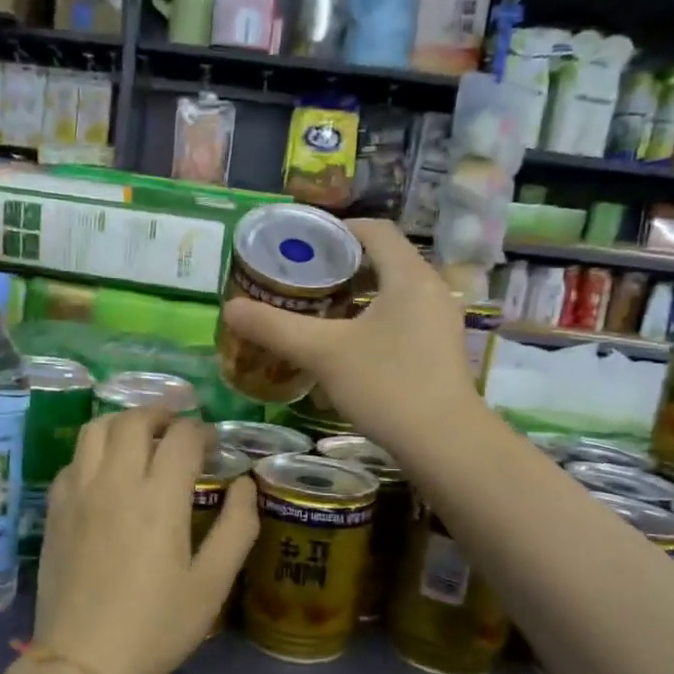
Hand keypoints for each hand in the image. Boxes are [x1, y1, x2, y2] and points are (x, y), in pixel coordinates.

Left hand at [35, 409, 257, 673]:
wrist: (82, 662)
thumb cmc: (155, 626)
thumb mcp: (212, 585)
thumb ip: (237, 528)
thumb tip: (246, 485)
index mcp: (158, 498)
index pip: (182, 437)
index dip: (203, 432)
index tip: (214, 445)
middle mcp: (115, 482)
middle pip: (134, 420)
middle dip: (162, 414)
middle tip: (179, 430)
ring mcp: (78, 493)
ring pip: (96, 429)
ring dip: (124, 423)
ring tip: (142, 439)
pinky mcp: (54, 510)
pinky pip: (74, 460)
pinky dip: (96, 452)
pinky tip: (108, 474)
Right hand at [221, 219, 478, 454]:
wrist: (444, 444)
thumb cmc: (386, 385)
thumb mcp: (323, 353)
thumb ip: (275, 327)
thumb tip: (229, 307)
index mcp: (409, 275)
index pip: (375, 230)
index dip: (337, 229)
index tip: (302, 244)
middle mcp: (431, 290)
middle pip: (384, 260)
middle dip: (341, 266)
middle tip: (302, 280)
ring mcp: (440, 322)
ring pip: (393, 292)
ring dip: (356, 296)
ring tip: (318, 311)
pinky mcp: (440, 351)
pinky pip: (403, 318)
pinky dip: (373, 320)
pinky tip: (347, 346)